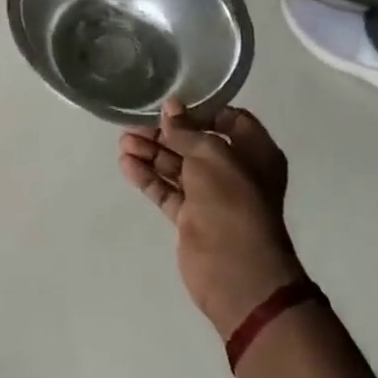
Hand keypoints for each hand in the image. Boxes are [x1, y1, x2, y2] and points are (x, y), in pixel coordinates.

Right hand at [119, 100, 305, 336]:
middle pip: (195, 143)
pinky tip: (126, 164)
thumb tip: (170, 108)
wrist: (237, 271)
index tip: (171, 106)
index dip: (200, 111)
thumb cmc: (233, 202)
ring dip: (151, 153)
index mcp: (254, 153)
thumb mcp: (211, 155)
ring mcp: (212, 197)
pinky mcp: (191, 218)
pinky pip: (167, 190)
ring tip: (123, 143)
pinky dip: (147, 177)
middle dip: (165, 133)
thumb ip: (186, 130)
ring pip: (177, 166)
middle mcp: (235, 172)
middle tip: (134, 124)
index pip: (229, 120)